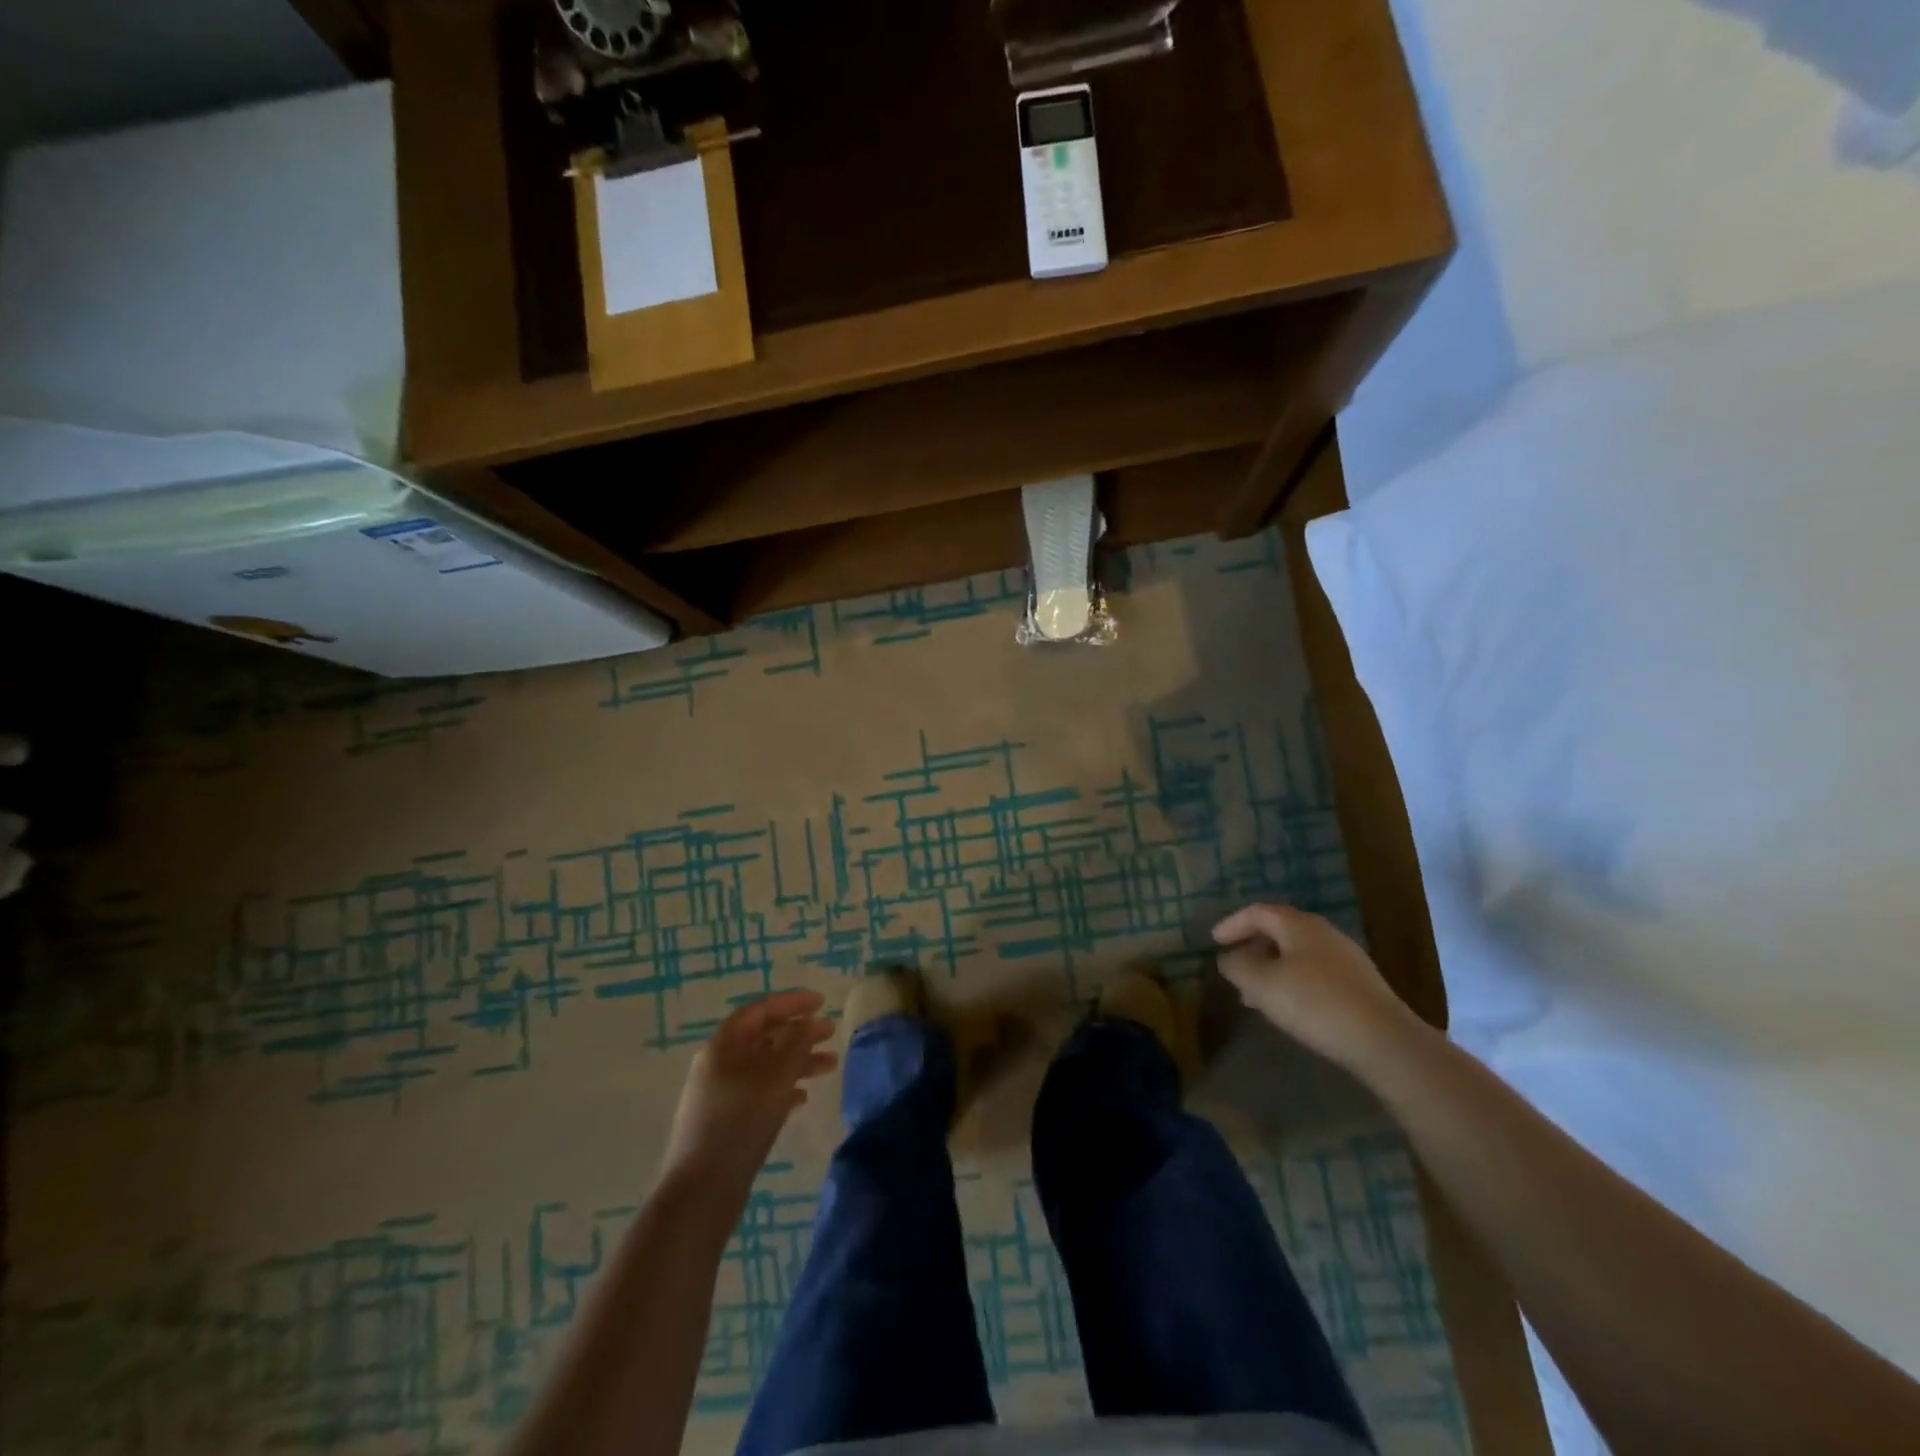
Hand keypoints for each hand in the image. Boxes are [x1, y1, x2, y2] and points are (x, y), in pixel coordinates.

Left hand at [661, 989, 836, 1194]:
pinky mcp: (726, 1122)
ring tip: (830, 1067)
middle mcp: (719, 1064)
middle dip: (799, 1033)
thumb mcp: (776, 1077)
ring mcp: (721, 1095)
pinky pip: (759, 1093)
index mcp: (723, 1045)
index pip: (760, 1010)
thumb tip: (809, 1022)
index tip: (822, 1003)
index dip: (792, 1002)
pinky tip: (802, 1099)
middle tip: (831, 1034)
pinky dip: (783, 1089)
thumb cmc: (741, 1122)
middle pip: (764, 1037)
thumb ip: (796, 1043)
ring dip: (797, 1062)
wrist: (702, 1191)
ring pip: (765, 1067)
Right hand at [1211, 904, 1423, 1071]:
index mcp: (1299, 925)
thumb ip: (1238, 966)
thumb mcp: (1262, 985)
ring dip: (1271, 969)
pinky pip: (1315, 973)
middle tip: (1234, 970)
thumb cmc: (1315, 1004)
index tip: (1214, 941)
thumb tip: (1229, 958)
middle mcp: (1324, 933)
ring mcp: (1346, 958)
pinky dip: (1292, 982)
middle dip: (1252, 949)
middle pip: (1279, 932)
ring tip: (1255, 996)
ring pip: (1297, 955)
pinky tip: (1289, 1007)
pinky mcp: (1360, 985)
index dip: (1232, 924)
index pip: (1257, 912)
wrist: (1385, 1041)